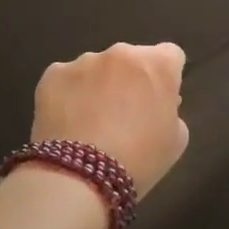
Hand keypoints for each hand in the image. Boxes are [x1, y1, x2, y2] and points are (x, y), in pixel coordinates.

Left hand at [29, 42, 188, 196]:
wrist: (80, 176)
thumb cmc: (139, 160)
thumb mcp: (176, 140)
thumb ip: (171, 111)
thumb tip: (155, 104)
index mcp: (158, 65)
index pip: (170, 55)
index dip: (165, 77)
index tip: (158, 100)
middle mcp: (122, 53)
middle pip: (131, 59)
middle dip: (130, 79)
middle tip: (124, 114)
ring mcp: (84, 61)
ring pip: (96, 68)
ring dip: (98, 86)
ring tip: (90, 123)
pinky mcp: (53, 74)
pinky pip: (66, 80)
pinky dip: (68, 95)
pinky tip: (67, 123)